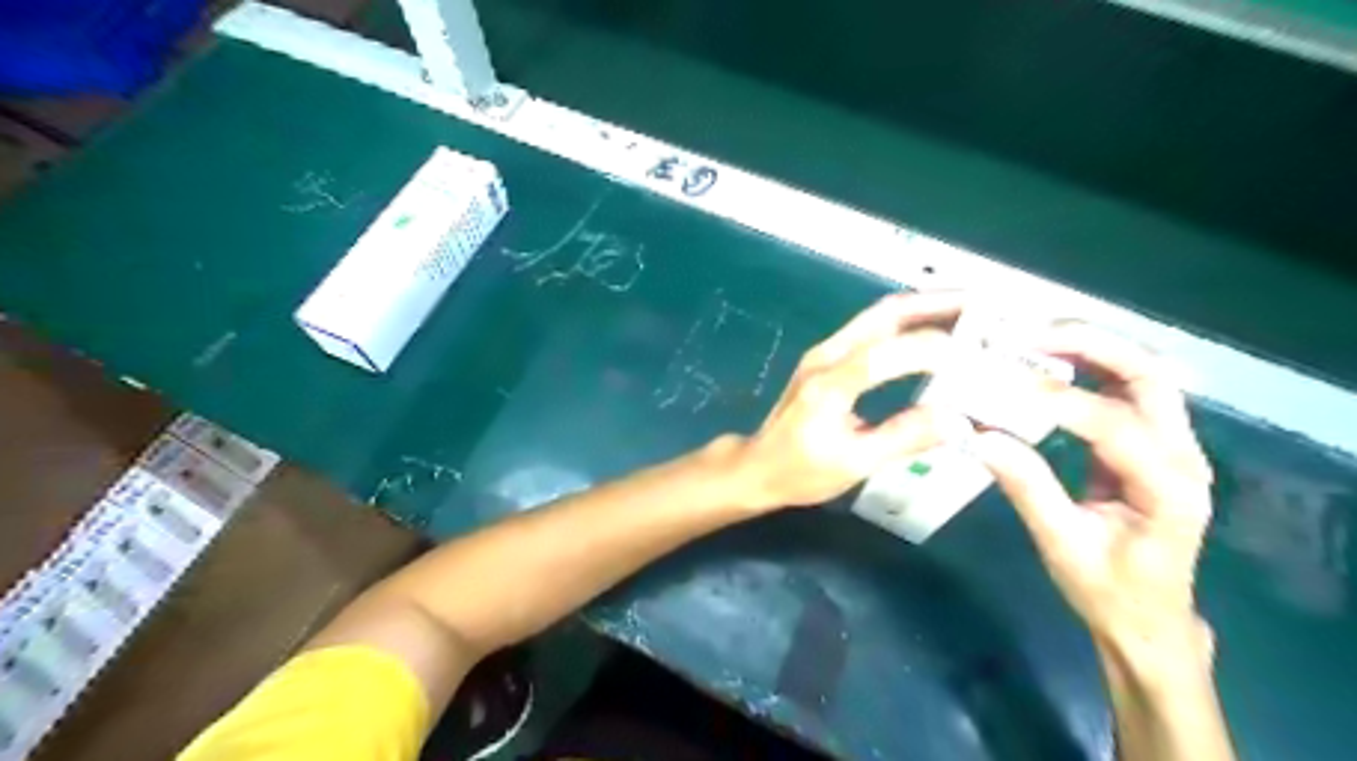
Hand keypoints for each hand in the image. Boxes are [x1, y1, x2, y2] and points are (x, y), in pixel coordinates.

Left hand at [737, 292, 969, 511]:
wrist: (758, 465)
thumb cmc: (800, 471)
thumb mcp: (853, 464)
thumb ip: (903, 438)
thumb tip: (958, 420)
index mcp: (829, 384)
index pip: (885, 353)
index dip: (933, 349)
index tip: (980, 356)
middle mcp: (827, 355)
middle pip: (885, 314)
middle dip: (937, 304)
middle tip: (985, 304)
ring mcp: (825, 351)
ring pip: (879, 316)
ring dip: (925, 307)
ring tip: (970, 311)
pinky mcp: (828, 357)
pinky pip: (873, 328)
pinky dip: (908, 322)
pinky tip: (935, 330)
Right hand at [969, 322, 1213, 658]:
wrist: (1147, 617)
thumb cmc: (1108, 590)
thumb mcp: (1061, 544)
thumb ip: (1025, 487)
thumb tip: (977, 436)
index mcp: (1171, 488)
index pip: (1117, 425)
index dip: (1060, 401)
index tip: (1004, 387)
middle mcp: (1183, 455)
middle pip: (1148, 376)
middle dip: (1089, 346)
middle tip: (1026, 335)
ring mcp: (1171, 445)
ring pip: (1140, 374)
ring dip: (1089, 348)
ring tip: (1031, 338)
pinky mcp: (1149, 443)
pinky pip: (1123, 389)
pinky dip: (1086, 367)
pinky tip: (1046, 362)